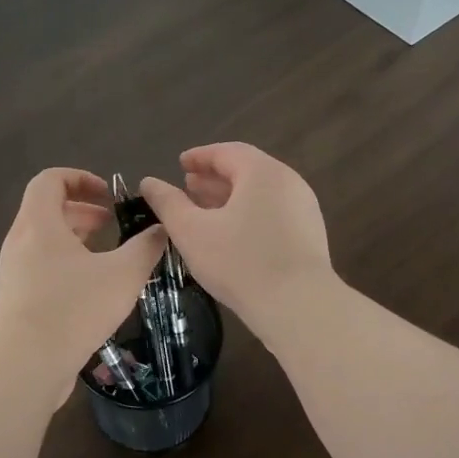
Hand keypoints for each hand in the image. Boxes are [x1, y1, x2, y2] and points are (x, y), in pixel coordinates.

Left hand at [0, 168, 166, 393]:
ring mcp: (12, 272)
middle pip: (46, 210)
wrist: (27, 363)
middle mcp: (19, 242)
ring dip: (74, 239)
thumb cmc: (75, 308)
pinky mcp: (14, 300)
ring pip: (42, 241)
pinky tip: (89, 290)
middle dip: (82, 211)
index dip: (80, 178)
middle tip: (111, 224)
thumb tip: (161, 230)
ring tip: (105, 257)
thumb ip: (145, 247)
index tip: (107, 195)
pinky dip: (63, 265)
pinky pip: (38, 268)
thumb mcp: (123, 274)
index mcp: (39, 224)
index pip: (50, 180)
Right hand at [140, 144, 333, 341]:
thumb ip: (168, 203)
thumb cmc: (239, 262)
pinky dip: (248, 215)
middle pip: (246, 171)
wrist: (298, 305)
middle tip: (188, 187)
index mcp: (262, 172)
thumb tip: (149, 183)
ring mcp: (303, 209)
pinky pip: (273, 214)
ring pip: (260, 195)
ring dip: (231, 198)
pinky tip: (232, 237)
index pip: (227, 152)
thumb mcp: (192, 232)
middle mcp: (288, 182)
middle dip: (214, 178)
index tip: (180, 164)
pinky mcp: (310, 235)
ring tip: (205, 212)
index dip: (199, 156)